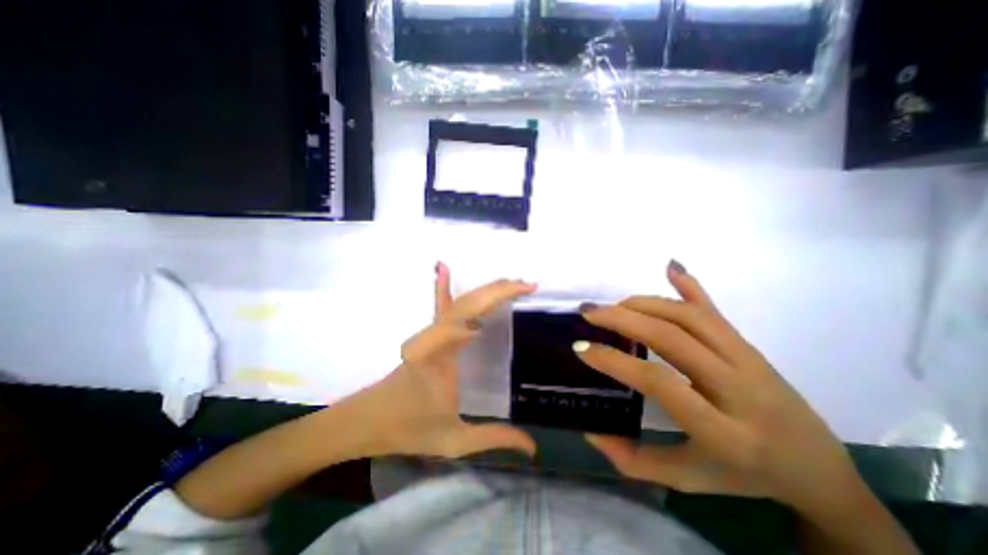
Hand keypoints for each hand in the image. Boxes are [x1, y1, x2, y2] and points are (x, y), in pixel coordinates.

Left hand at [345, 264, 537, 460]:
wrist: (368, 420)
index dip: (496, 299)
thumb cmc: (408, 428)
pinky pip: (439, 305)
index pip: (464, 319)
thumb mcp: (453, 440)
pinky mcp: (429, 333)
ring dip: (487, 289)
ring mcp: (430, 332)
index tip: (524, 293)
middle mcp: (434, 336)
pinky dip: (443, 285)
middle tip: (527, 286)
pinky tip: (443, 267)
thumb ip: (492, 439)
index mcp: (439, 355)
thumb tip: (533, 446)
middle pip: (468, 303)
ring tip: (513, 282)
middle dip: (499, 290)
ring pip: (460, 301)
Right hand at [580, 259, 867, 510]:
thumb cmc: (744, 477)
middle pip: (673, 338)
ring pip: (690, 317)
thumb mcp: (686, 480)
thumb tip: (591, 430)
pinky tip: (670, 268)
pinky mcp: (749, 345)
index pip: (659, 382)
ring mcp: (748, 360)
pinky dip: (690, 286)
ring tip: (614, 305)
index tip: (582, 348)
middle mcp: (739, 388)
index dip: (616, 361)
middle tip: (589, 313)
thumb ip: (633, 459)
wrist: (819, 470)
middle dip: (623, 319)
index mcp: (724, 432)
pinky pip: (715, 311)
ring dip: (645, 304)